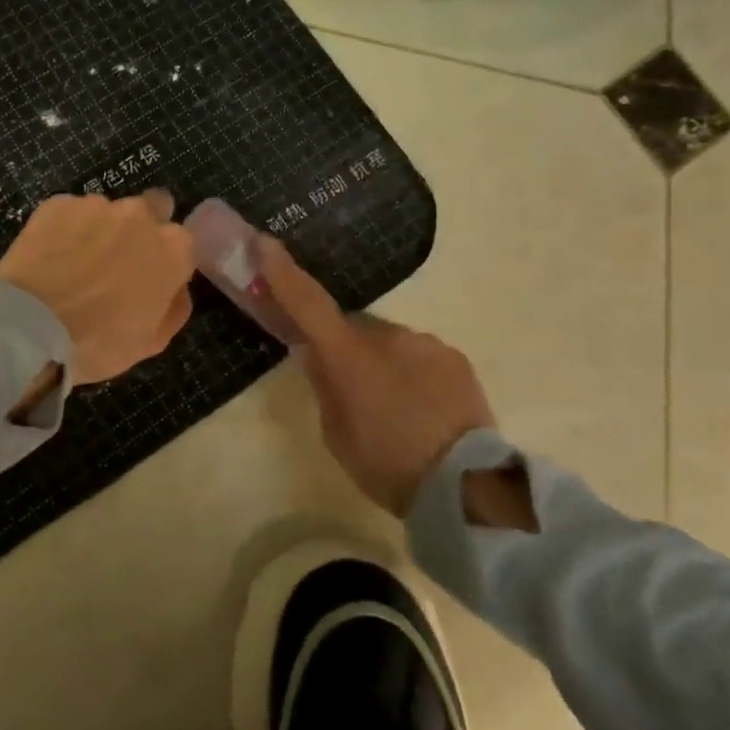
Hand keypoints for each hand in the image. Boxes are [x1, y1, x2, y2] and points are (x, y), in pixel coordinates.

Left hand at [0, 190, 196, 385]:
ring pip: (107, 211)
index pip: (181, 242)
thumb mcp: (152, 341)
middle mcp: (140, 215)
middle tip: (116, 262)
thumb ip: (174, 307)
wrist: (31, 329)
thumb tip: (176, 288)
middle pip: (151, 209)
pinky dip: (65, 229)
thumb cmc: (98, 342)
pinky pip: (69, 213)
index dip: (165, 259)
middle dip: (139, 229)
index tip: (148, 277)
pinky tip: (50, 257)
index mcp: (173, 248)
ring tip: (74, 264)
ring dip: (99, 230)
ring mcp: (97, 205)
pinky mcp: (58, 203)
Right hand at [258, 236, 498, 517]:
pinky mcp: (454, 357)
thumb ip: (325, 386)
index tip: (265, 243)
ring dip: (383, 364)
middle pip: (352, 330)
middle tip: (350, 389)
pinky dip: (413, 374)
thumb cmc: (386, 464)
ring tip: (395, 409)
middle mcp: (387, 336)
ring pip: (389, 344)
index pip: (307, 302)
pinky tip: (424, 409)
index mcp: (348, 355)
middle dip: (346, 350)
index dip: (282, 272)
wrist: (465, 486)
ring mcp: (425, 342)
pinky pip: (421, 356)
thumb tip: (316, 355)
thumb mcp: (336, 433)